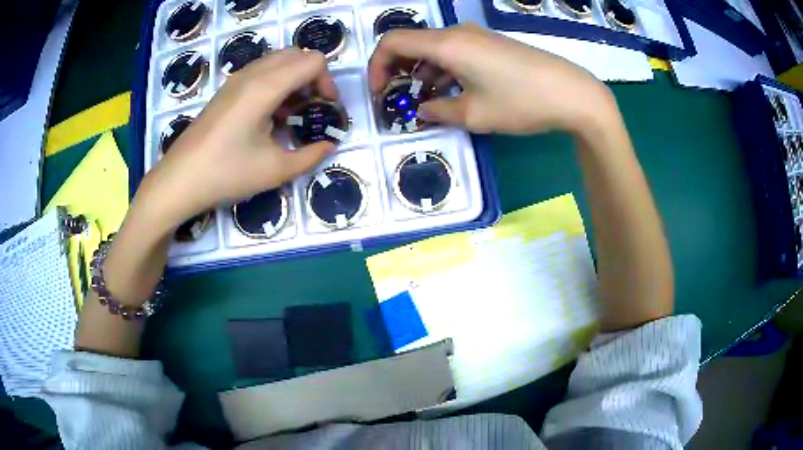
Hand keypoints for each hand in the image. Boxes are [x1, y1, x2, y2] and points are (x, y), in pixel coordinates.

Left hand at [143, 48, 337, 230]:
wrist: (179, 180)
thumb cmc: (226, 174)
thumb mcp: (275, 170)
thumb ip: (310, 156)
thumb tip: (329, 146)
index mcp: (266, 87)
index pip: (313, 61)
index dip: (327, 82)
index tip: (326, 109)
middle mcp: (252, 74)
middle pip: (297, 54)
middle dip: (313, 77)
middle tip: (313, 107)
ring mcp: (236, 79)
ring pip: (278, 60)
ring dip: (294, 78)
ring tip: (292, 113)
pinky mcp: (226, 90)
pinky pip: (260, 71)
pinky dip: (276, 83)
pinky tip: (269, 116)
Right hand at [369, 24, 618, 135]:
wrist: (572, 93)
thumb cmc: (521, 102)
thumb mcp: (474, 114)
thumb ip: (438, 112)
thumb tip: (421, 110)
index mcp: (446, 44)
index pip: (392, 42)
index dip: (377, 66)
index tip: (379, 93)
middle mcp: (457, 33)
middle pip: (412, 44)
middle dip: (398, 72)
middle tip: (399, 101)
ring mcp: (476, 37)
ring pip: (434, 50)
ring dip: (422, 73)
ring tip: (425, 103)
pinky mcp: (491, 45)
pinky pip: (455, 53)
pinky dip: (443, 71)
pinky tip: (451, 93)